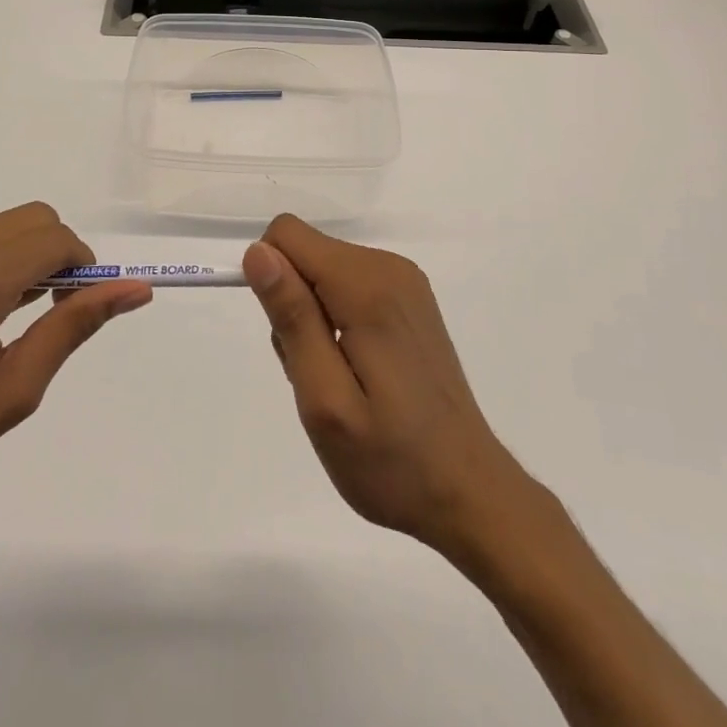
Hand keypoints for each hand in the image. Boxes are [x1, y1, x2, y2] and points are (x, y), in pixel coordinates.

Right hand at [243, 215, 535, 557]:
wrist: (468, 491)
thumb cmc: (391, 460)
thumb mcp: (325, 400)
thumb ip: (292, 318)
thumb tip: (258, 252)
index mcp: (367, 287)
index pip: (288, 235)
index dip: (271, 281)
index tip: (288, 338)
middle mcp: (388, 268)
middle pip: (306, 254)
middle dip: (293, 308)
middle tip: (316, 376)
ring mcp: (405, 282)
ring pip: (323, 272)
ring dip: (313, 321)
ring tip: (338, 383)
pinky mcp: (410, 299)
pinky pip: (348, 285)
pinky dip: (337, 322)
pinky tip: (358, 372)